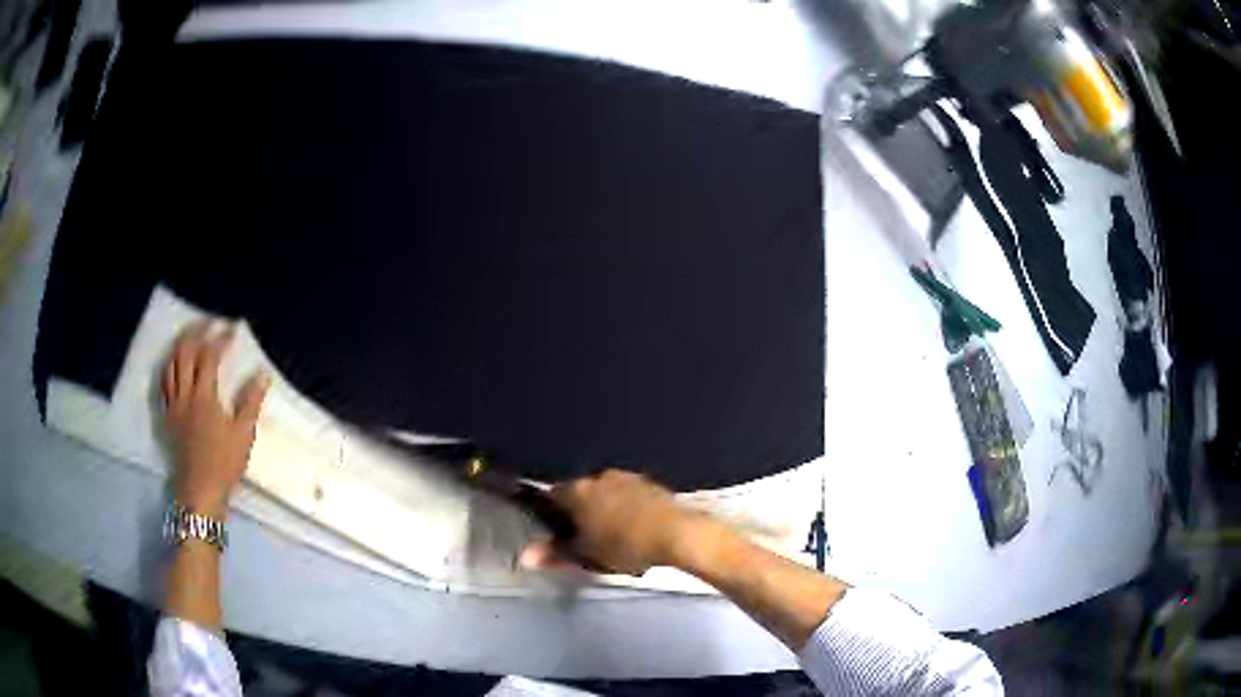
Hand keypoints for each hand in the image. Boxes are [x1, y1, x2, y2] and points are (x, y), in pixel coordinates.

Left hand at [162, 321, 269, 519]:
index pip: (209, 357)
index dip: (220, 339)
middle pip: (185, 352)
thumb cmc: (223, 464)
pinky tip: (175, 365)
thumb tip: (262, 374)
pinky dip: (170, 366)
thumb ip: (250, 402)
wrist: (199, 491)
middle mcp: (185, 394)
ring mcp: (173, 404)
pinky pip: (164, 383)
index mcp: (204, 397)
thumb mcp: (243, 435)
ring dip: (181, 345)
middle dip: (196, 331)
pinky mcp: (168, 416)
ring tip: (192, 336)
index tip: (232, 329)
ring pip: (171, 364)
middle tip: (209, 322)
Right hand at [520, 469, 704, 575]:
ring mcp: (626, 477)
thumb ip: (555, 554)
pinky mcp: (649, 484)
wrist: (675, 533)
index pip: (553, 496)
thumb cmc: (624, 546)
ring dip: (605, 509)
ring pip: (606, 493)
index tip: (558, 532)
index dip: (552, 514)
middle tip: (587, 539)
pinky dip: (626, 508)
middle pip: (581, 493)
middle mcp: (599, 477)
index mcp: (578, 491)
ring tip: (614, 536)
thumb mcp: (586, 555)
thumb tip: (525, 557)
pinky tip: (635, 528)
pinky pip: (628, 495)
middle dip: (581, 512)